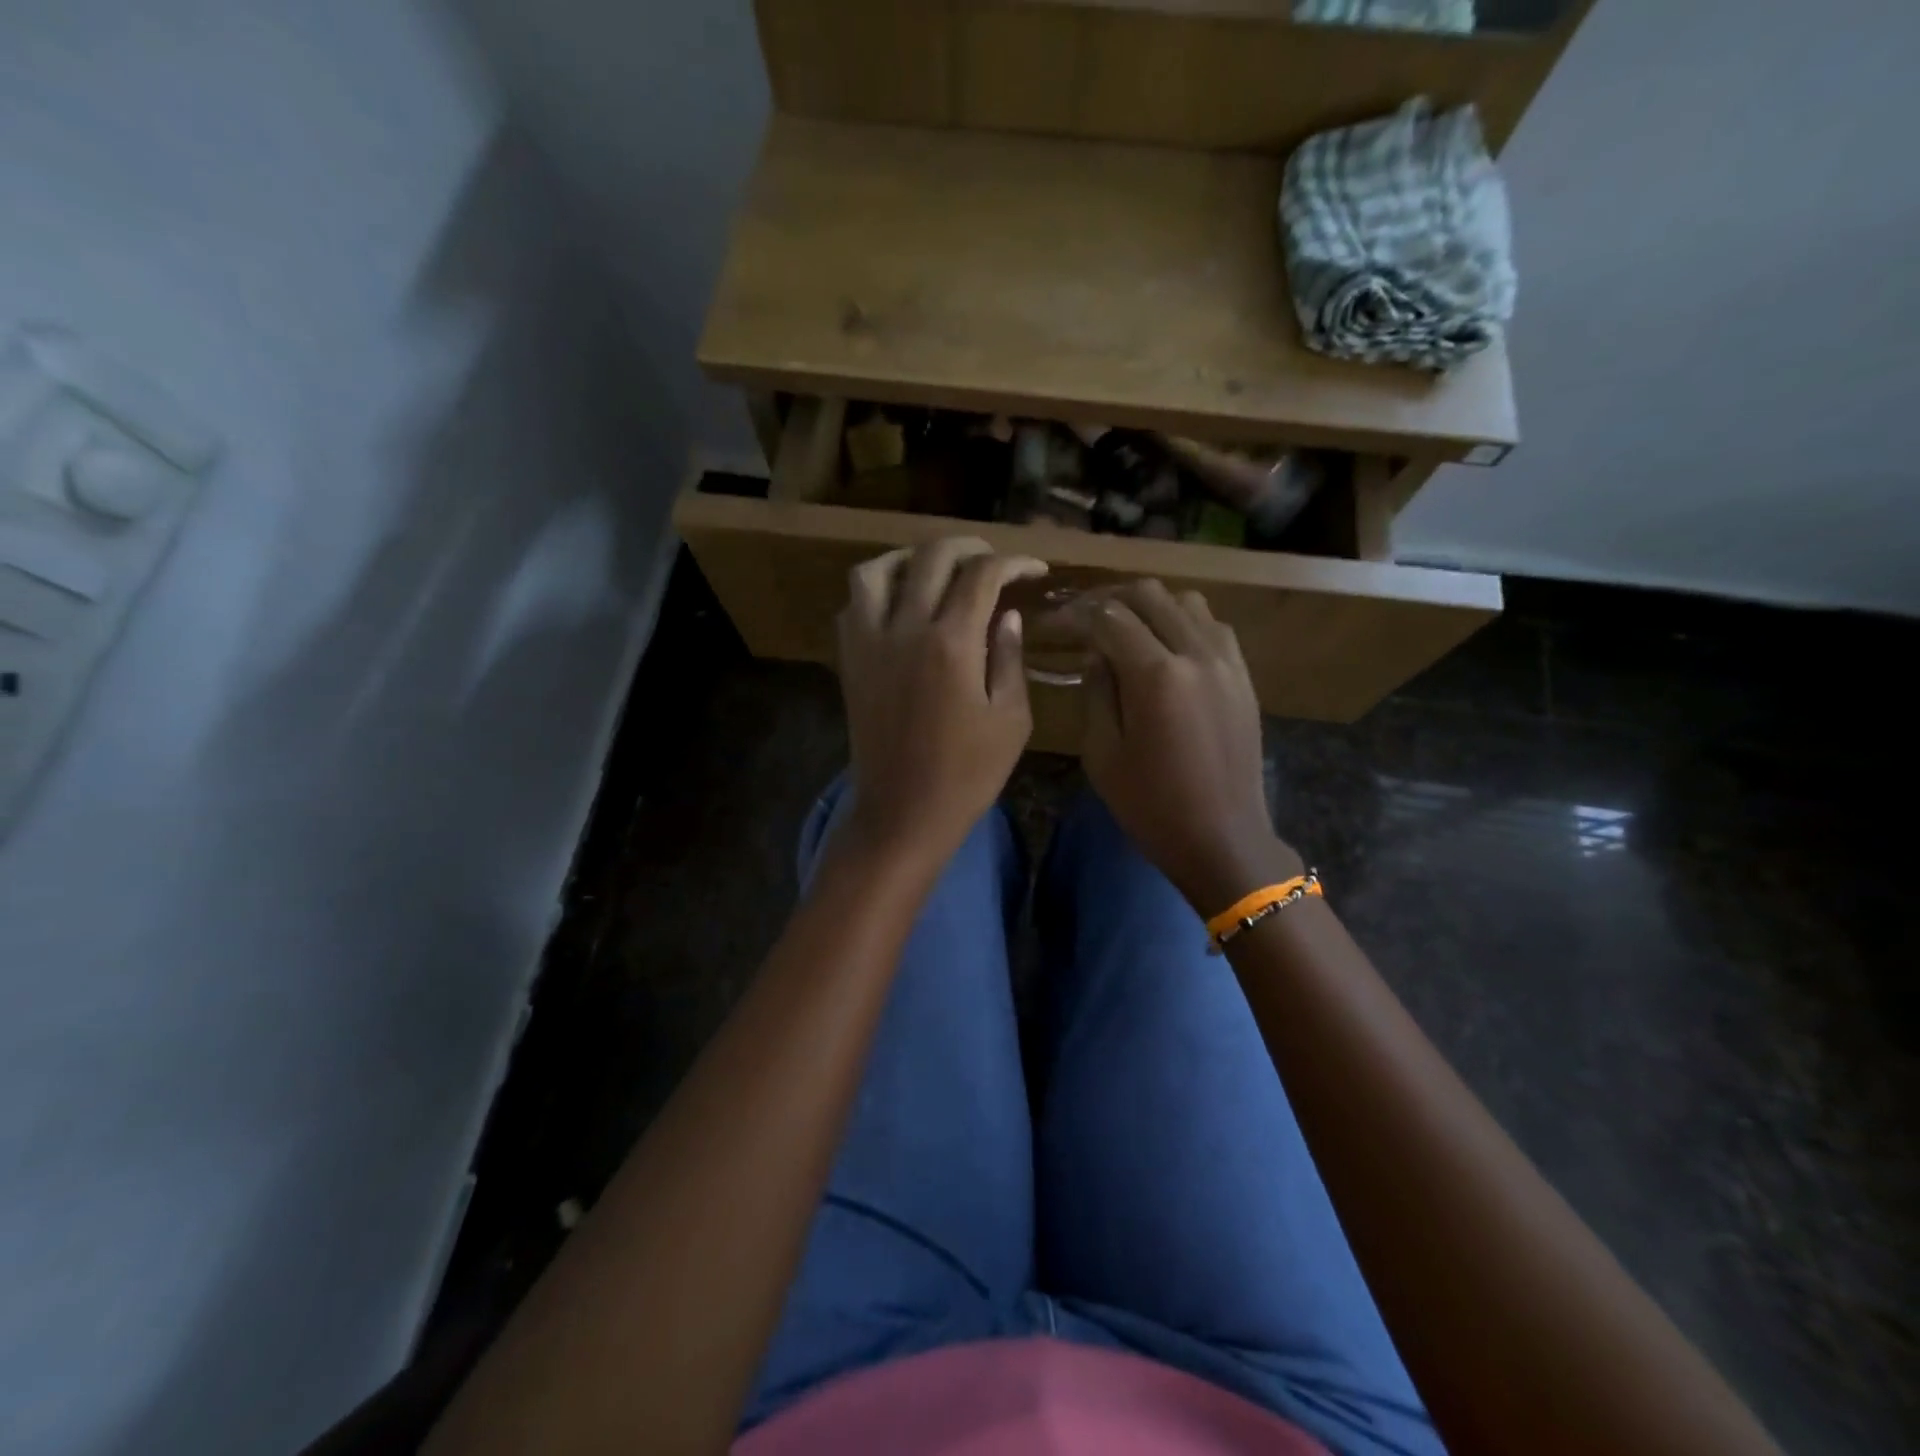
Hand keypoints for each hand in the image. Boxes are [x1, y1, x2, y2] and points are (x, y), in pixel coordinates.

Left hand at [836, 537, 1046, 871]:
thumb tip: (1007, 615)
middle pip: (932, 557)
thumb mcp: (1010, 719)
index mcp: (951, 643)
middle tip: (992, 560)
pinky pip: (853, 605)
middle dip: (969, 547)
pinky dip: (877, 591)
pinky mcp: (849, 661)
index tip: (1034, 570)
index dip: (1014, 562)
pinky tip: (899, 605)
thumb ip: (1009, 658)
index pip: (982, 575)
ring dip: (910, 558)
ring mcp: (868, 643)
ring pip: (876, 570)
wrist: (903, 812)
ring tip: (934, 569)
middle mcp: (904, 629)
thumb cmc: (967, 774)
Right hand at [1083, 580, 1302, 913]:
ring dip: (1149, 606)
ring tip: (1124, 627)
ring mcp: (1227, 661)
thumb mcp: (1103, 754)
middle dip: (1109, 599)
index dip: (1074, 615)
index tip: (1051, 623)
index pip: (1108, 618)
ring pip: (1185, 602)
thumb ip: (1097, 691)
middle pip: (1148, 595)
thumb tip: (1095, 653)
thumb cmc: (1152, 805)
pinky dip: (1182, 622)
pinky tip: (1165, 646)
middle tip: (1082, 618)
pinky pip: (1212, 626)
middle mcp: (1196, 653)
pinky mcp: (1244, 676)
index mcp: (1155, 675)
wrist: (1224, 839)